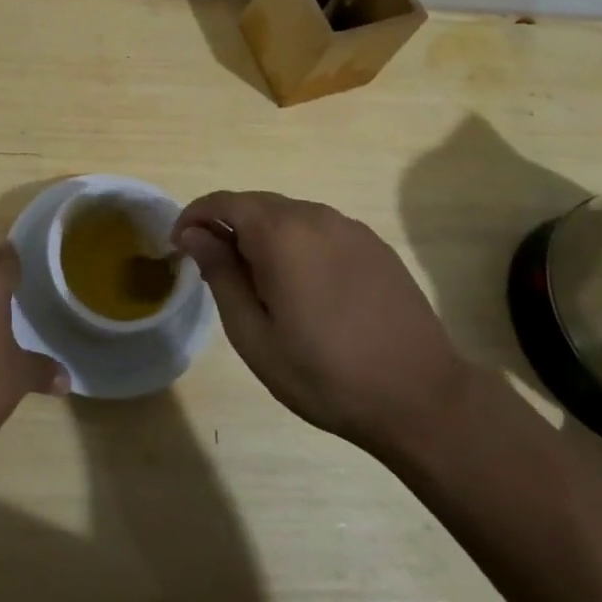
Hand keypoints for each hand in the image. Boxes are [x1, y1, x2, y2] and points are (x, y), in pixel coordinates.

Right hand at [175, 191, 473, 456]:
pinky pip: (320, 231)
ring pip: (289, 216)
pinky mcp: (374, 245)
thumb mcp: (254, 334)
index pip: (223, 202)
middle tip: (215, 269)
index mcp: (281, 233)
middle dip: (228, 227)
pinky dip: (298, 245)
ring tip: (260, 283)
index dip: (194, 217)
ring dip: (263, 236)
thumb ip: (221, 274)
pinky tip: (305, 287)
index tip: (179, 245)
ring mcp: (350, 228)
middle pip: (256, 204)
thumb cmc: (325, 374)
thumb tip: (195, 234)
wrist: (422, 399)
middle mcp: (315, 216)